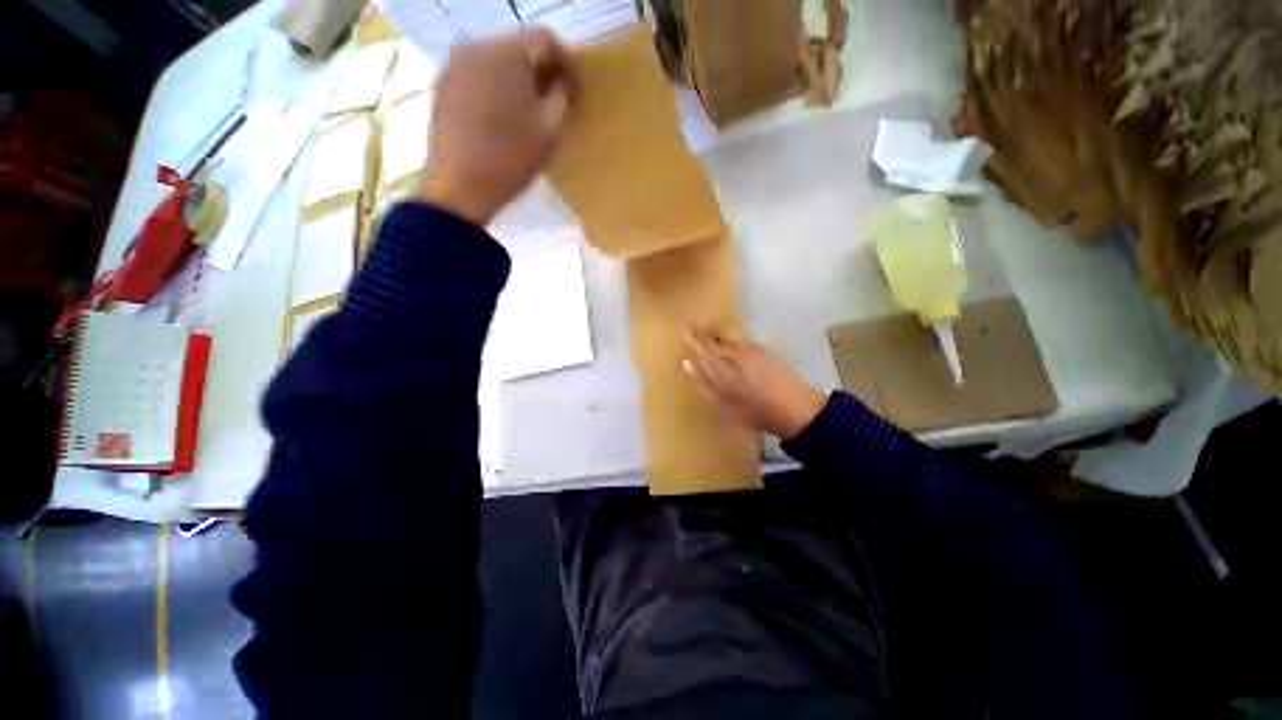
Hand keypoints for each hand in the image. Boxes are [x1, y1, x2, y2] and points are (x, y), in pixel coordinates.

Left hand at [415, 30, 575, 225]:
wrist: (460, 187)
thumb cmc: (512, 160)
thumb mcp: (550, 131)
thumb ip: (563, 96)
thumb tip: (561, 81)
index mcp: (506, 53)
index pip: (545, 39)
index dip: (567, 62)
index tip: (575, 89)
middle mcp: (475, 47)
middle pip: (519, 46)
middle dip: (541, 70)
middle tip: (554, 100)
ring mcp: (454, 65)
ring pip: (496, 60)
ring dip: (517, 79)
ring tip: (527, 111)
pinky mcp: (442, 85)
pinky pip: (477, 75)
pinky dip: (495, 88)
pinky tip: (501, 116)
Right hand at [682, 327, 827, 439]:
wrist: (796, 408)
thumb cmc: (755, 410)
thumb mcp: (723, 402)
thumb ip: (703, 381)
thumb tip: (687, 363)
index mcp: (722, 364)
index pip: (703, 343)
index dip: (694, 333)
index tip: (686, 325)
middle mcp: (736, 351)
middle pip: (718, 337)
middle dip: (707, 332)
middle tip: (698, 329)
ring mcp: (753, 349)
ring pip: (731, 340)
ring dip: (721, 338)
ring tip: (715, 342)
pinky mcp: (766, 352)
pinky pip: (743, 344)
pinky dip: (735, 345)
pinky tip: (737, 354)